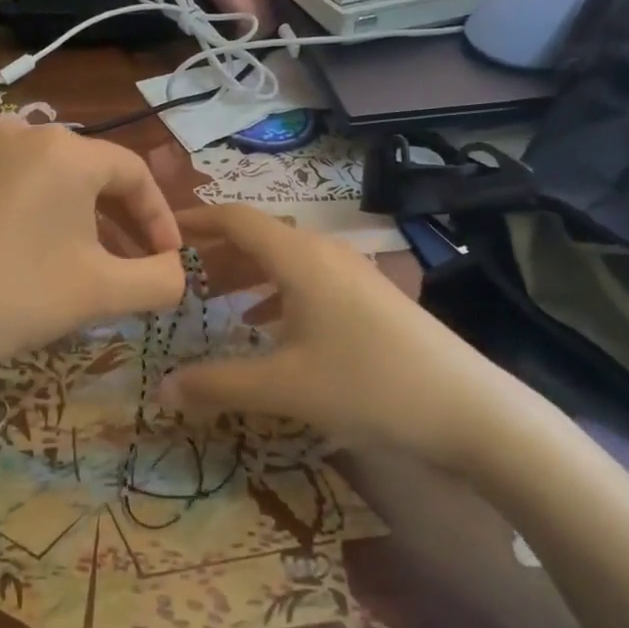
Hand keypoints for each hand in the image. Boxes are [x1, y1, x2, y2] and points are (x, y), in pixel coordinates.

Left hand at [0, 119, 184, 391]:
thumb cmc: (15, 295)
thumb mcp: (102, 292)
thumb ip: (160, 280)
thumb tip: (177, 273)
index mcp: (66, 150)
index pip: (134, 173)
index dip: (160, 218)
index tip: (168, 260)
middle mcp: (22, 134)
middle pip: (91, 173)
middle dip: (120, 219)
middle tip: (133, 263)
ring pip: (48, 180)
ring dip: (77, 218)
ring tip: (84, 262)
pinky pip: (8, 188)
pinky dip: (33, 216)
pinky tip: (26, 256)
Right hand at [164, 205, 535, 470]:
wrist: (468, 409)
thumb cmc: (368, 384)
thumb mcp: (284, 387)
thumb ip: (217, 384)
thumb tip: (160, 389)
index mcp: (299, 257)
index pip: (236, 219)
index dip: (196, 221)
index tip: (161, 233)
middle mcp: (324, 253)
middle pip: (259, 237)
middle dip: (217, 254)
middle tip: (180, 278)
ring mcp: (352, 274)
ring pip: (285, 261)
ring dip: (247, 275)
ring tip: (214, 302)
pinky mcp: (370, 297)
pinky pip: (308, 281)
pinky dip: (276, 295)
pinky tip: (266, 329)